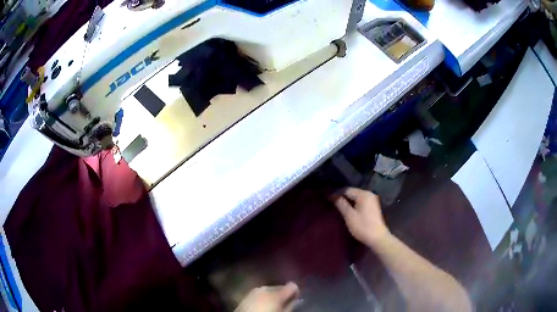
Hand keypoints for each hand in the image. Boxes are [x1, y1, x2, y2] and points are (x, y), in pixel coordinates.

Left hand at [235, 282, 299, 311]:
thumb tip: (296, 300)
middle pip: (280, 287)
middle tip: (284, 303)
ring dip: (273, 295)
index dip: (296, 292)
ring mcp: (255, 290)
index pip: (292, 285)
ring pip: (269, 290)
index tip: (296, 299)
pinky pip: (260, 293)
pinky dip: (264, 297)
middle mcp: (266, 288)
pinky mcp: (247, 295)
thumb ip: (291, 305)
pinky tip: (263, 305)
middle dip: (283, 293)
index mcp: (277, 293)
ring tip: (274, 304)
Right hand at [331, 187, 389, 246]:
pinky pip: (360, 202)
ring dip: (347, 201)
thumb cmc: (362, 226)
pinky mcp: (372, 206)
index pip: (346, 189)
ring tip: (338, 206)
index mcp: (363, 194)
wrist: (377, 238)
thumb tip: (331, 195)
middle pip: (352, 192)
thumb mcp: (349, 215)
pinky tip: (347, 209)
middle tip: (331, 203)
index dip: (336, 193)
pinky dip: (353, 204)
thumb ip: (340, 203)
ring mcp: (372, 200)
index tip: (327, 199)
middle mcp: (369, 194)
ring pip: (356, 197)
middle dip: (342, 197)